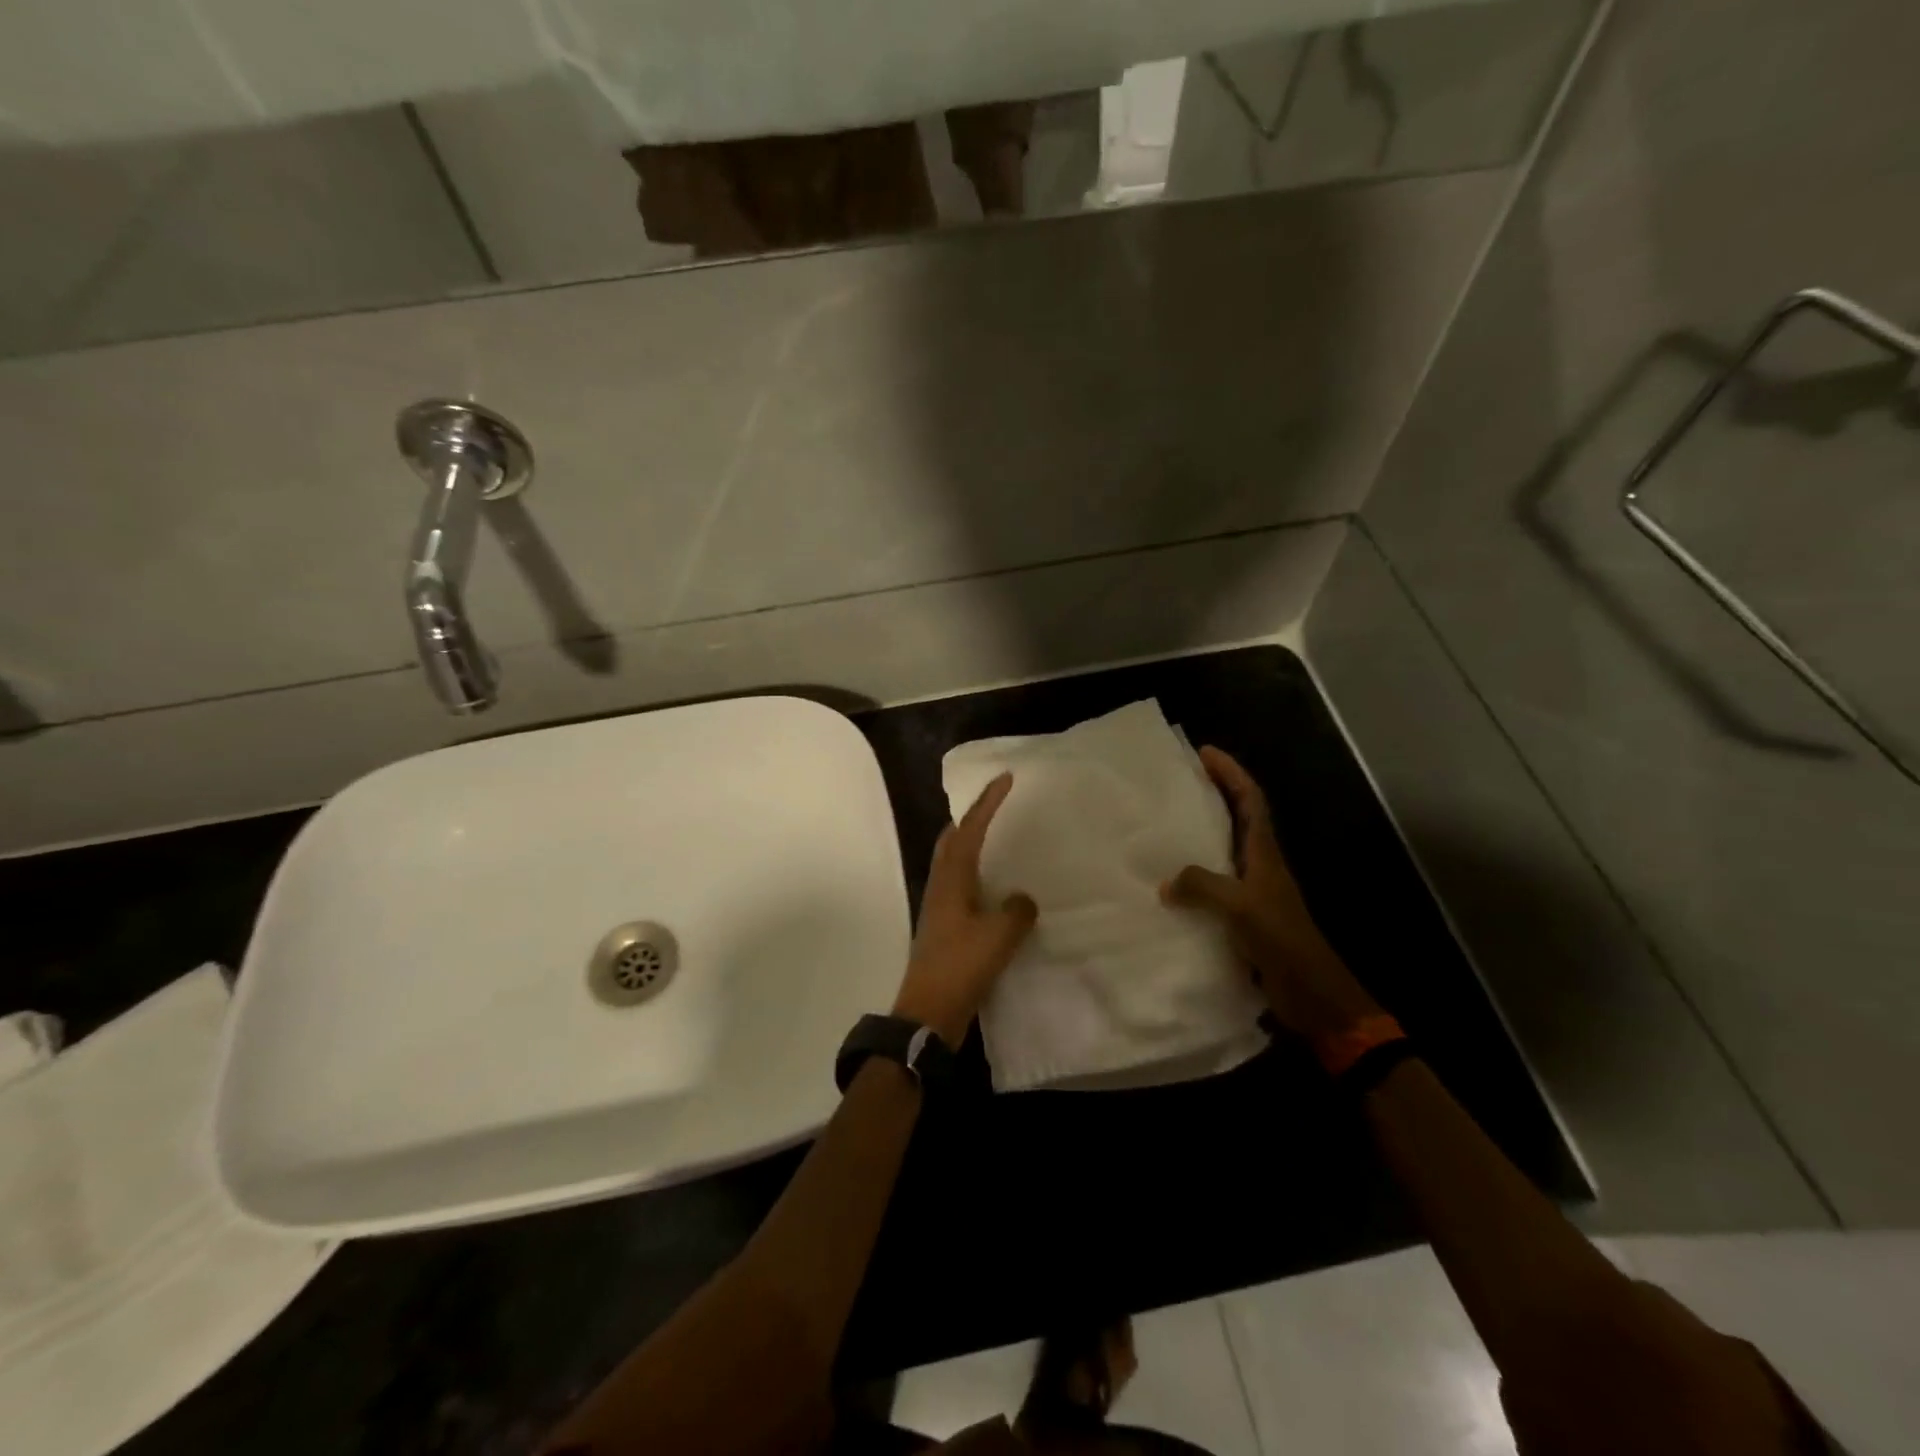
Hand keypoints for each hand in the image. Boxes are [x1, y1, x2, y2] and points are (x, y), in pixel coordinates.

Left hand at [892, 772, 1038, 1047]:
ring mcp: (940, 908)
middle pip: (952, 840)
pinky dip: (977, 875)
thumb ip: (1016, 912)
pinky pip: (962, 888)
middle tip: (996, 806)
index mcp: (952, 879)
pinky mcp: (944, 928)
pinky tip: (994, 890)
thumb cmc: (960, 968)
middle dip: (972, 818)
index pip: (970, 829)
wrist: (927, 1013)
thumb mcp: (999, 937)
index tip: (1005, 778)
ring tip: (998, 840)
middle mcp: (941, 886)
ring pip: (954, 863)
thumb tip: (1022, 899)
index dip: (987, 802)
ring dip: (972, 845)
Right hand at [1161, 747, 1379, 1043]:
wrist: (1314, 996)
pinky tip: (1168, 886)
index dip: (1231, 773)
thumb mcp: (1242, 908)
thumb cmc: (1284, 942)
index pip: (1250, 800)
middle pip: (1238, 818)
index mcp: (1265, 854)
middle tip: (1176, 783)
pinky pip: (1213, 886)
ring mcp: (1253, 893)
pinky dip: (1193, 877)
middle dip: (1213, 795)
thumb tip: (1165, 882)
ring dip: (1200, 835)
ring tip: (1163, 827)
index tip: (1204, 752)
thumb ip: (1202, 887)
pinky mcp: (1244, 918)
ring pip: (1223, 851)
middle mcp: (1260, 866)